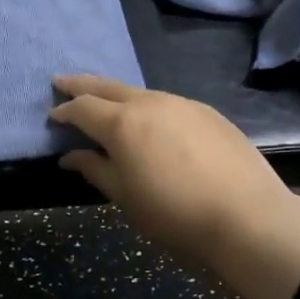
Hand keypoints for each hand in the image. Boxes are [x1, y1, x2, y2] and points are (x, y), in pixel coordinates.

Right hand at [49, 74, 294, 265]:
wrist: (247, 217)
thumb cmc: (174, 214)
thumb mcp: (125, 197)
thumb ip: (95, 169)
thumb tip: (71, 156)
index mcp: (122, 123)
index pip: (83, 107)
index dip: (64, 110)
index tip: (52, 115)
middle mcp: (150, 103)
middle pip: (108, 86)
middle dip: (82, 84)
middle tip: (62, 81)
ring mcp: (183, 104)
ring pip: (140, 93)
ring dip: (117, 95)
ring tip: (106, 103)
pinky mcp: (208, 113)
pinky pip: (167, 103)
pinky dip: (148, 107)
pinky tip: (151, 122)